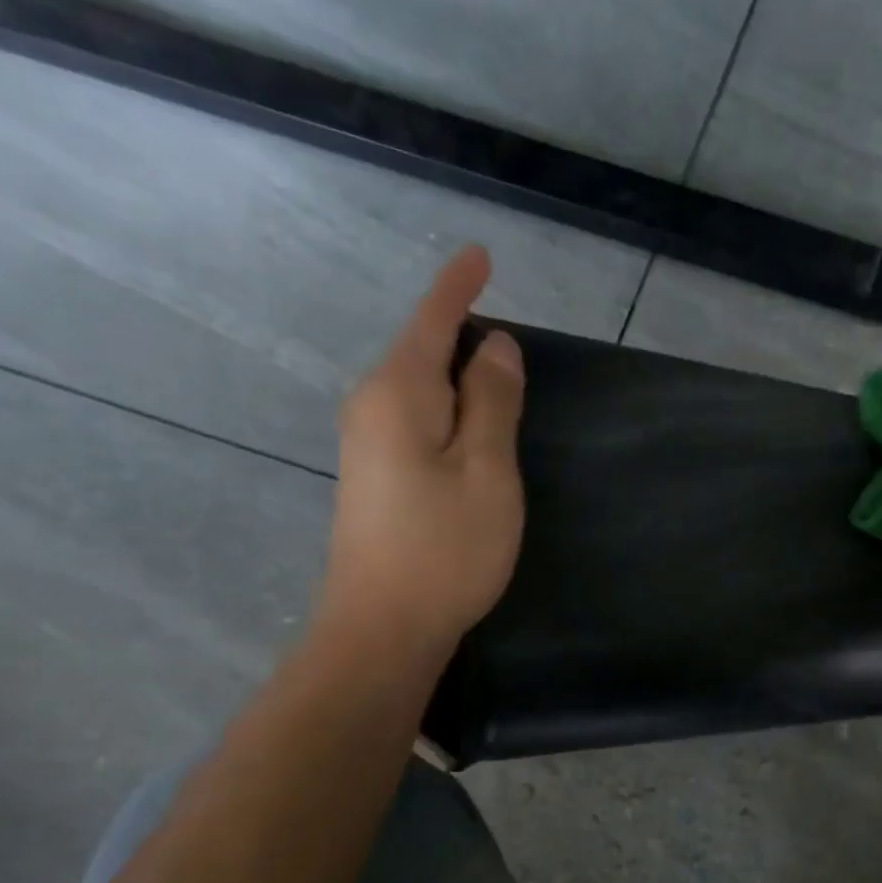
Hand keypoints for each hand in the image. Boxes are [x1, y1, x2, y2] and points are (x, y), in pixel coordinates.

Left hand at [317, 245, 525, 656]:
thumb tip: (495, 346)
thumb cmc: (445, 548)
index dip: (459, 287)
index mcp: (399, 393)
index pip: (432, 321)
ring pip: (420, 391)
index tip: (480, 256)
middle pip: (423, 352)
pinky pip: (415, 422)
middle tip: (515, 352)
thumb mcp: (487, 471)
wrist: (384, 626)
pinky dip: (448, 415)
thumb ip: (493, 402)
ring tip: (501, 391)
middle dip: (464, 337)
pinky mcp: (373, 478)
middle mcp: (372, 407)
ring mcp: (367, 445)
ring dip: (459, 383)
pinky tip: (470, 435)